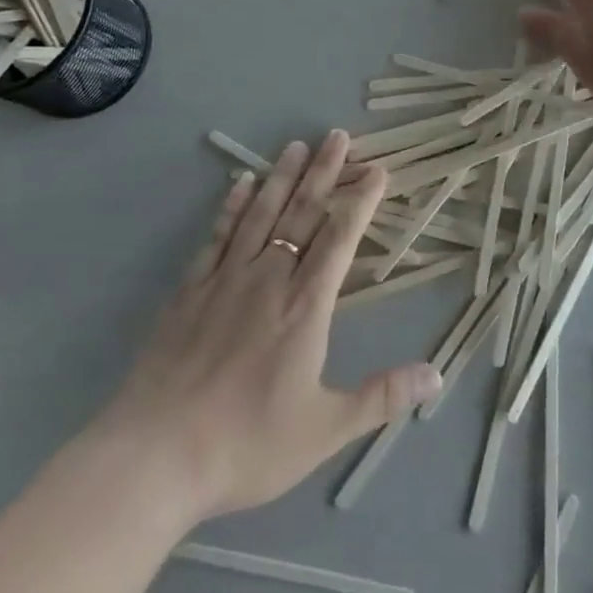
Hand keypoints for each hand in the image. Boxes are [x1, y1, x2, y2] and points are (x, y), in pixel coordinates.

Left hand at [93, 131, 440, 520]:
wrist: (155, 457)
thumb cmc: (246, 444)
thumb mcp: (324, 430)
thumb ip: (381, 396)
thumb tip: (436, 375)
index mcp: (305, 307)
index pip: (340, 239)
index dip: (361, 201)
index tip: (378, 170)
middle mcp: (269, 279)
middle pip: (302, 214)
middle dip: (324, 172)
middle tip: (338, 135)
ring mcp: (226, 279)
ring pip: (261, 214)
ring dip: (282, 177)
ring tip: (296, 144)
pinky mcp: (190, 290)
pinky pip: (217, 236)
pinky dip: (232, 206)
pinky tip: (241, 183)